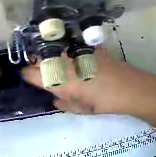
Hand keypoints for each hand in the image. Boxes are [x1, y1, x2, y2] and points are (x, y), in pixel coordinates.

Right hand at [23, 48, 155, 115]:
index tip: (26, 75)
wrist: (129, 88)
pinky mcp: (88, 46)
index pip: (31, 74)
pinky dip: (66, 50)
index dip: (26, 74)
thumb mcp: (81, 109)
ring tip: (54, 62)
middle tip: (40, 69)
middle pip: (40, 59)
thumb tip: (56, 99)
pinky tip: (72, 55)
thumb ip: (64, 103)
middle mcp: (63, 63)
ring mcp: (75, 52)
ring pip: (54, 50)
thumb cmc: (103, 103)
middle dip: (37, 64)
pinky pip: (70, 46)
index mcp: (58, 81)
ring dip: (50, 56)